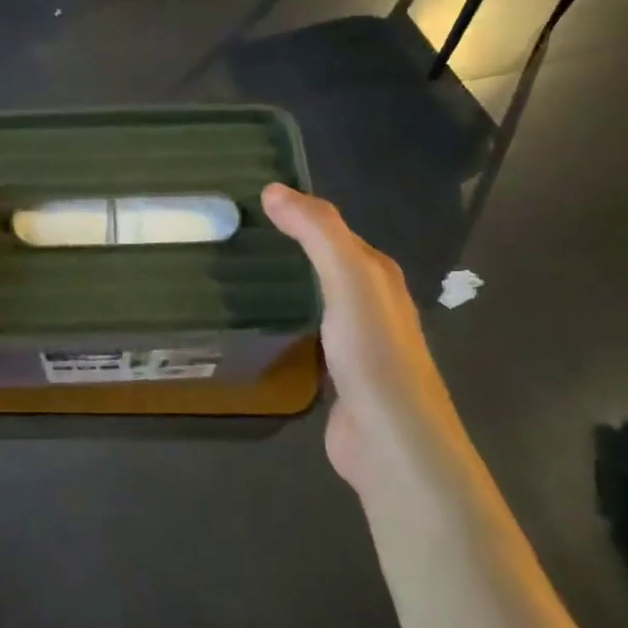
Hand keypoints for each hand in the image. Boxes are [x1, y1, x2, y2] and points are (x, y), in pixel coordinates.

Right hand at [262, 184, 462, 496]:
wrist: (391, 439)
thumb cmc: (373, 352)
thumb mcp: (348, 277)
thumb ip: (317, 232)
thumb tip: (274, 189)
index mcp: (378, 274)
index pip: (334, 230)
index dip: (299, 212)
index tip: (252, 202)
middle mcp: (372, 302)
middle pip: (327, 263)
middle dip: (290, 247)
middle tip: (237, 236)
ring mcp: (356, 341)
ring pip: (317, 299)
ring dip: (288, 284)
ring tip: (239, 273)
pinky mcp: (338, 375)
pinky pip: (308, 334)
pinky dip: (288, 320)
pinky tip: (261, 322)